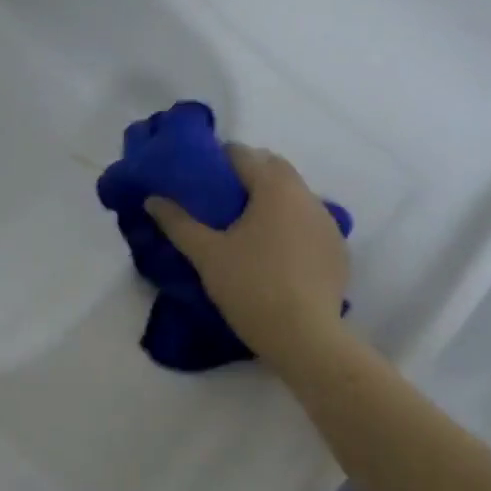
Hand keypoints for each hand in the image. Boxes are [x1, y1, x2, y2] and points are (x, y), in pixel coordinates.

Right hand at [146, 144, 350, 367]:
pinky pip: (309, 224)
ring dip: (271, 201)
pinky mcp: (337, 250)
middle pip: (274, 169)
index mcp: (275, 188)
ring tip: (246, 229)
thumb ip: (178, 223)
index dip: (217, 160)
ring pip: (295, 197)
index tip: (199, 178)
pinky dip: (290, 226)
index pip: (243, 154)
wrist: (304, 336)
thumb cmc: (250, 287)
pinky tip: (275, 255)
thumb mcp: (206, 254)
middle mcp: (307, 196)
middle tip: (219, 202)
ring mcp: (328, 223)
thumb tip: (153, 200)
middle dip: (247, 176)